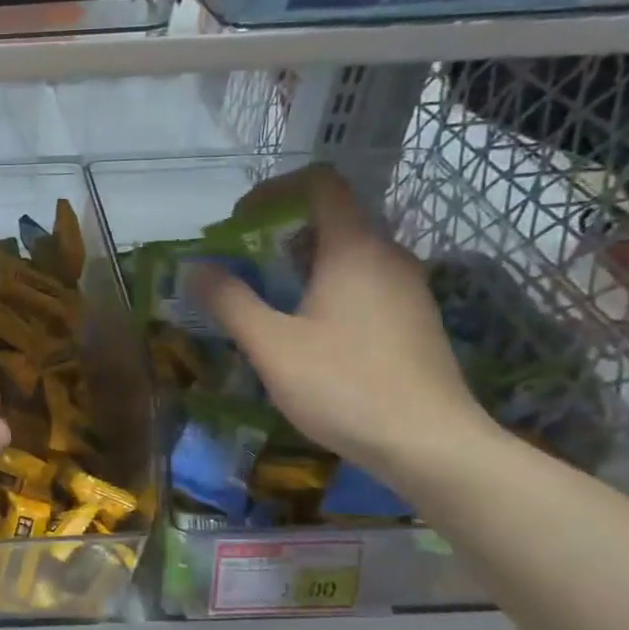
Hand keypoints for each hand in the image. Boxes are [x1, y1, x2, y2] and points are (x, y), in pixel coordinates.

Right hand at [187, 166, 493, 482]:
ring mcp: (408, 289)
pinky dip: (329, 289)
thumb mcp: (271, 345)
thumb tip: (197, 268)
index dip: (274, 190)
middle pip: (333, 219)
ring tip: (269, 303)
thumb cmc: (344, 386)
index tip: (239, 222)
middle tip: (243, 269)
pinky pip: (365, 283)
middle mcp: (388, 256)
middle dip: (280, 235)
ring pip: (349, 255)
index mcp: (354, 249)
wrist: (430, 445)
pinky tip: (309, 335)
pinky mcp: (415, 321)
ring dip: (303, 265)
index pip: (320, 184)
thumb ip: (230, 301)